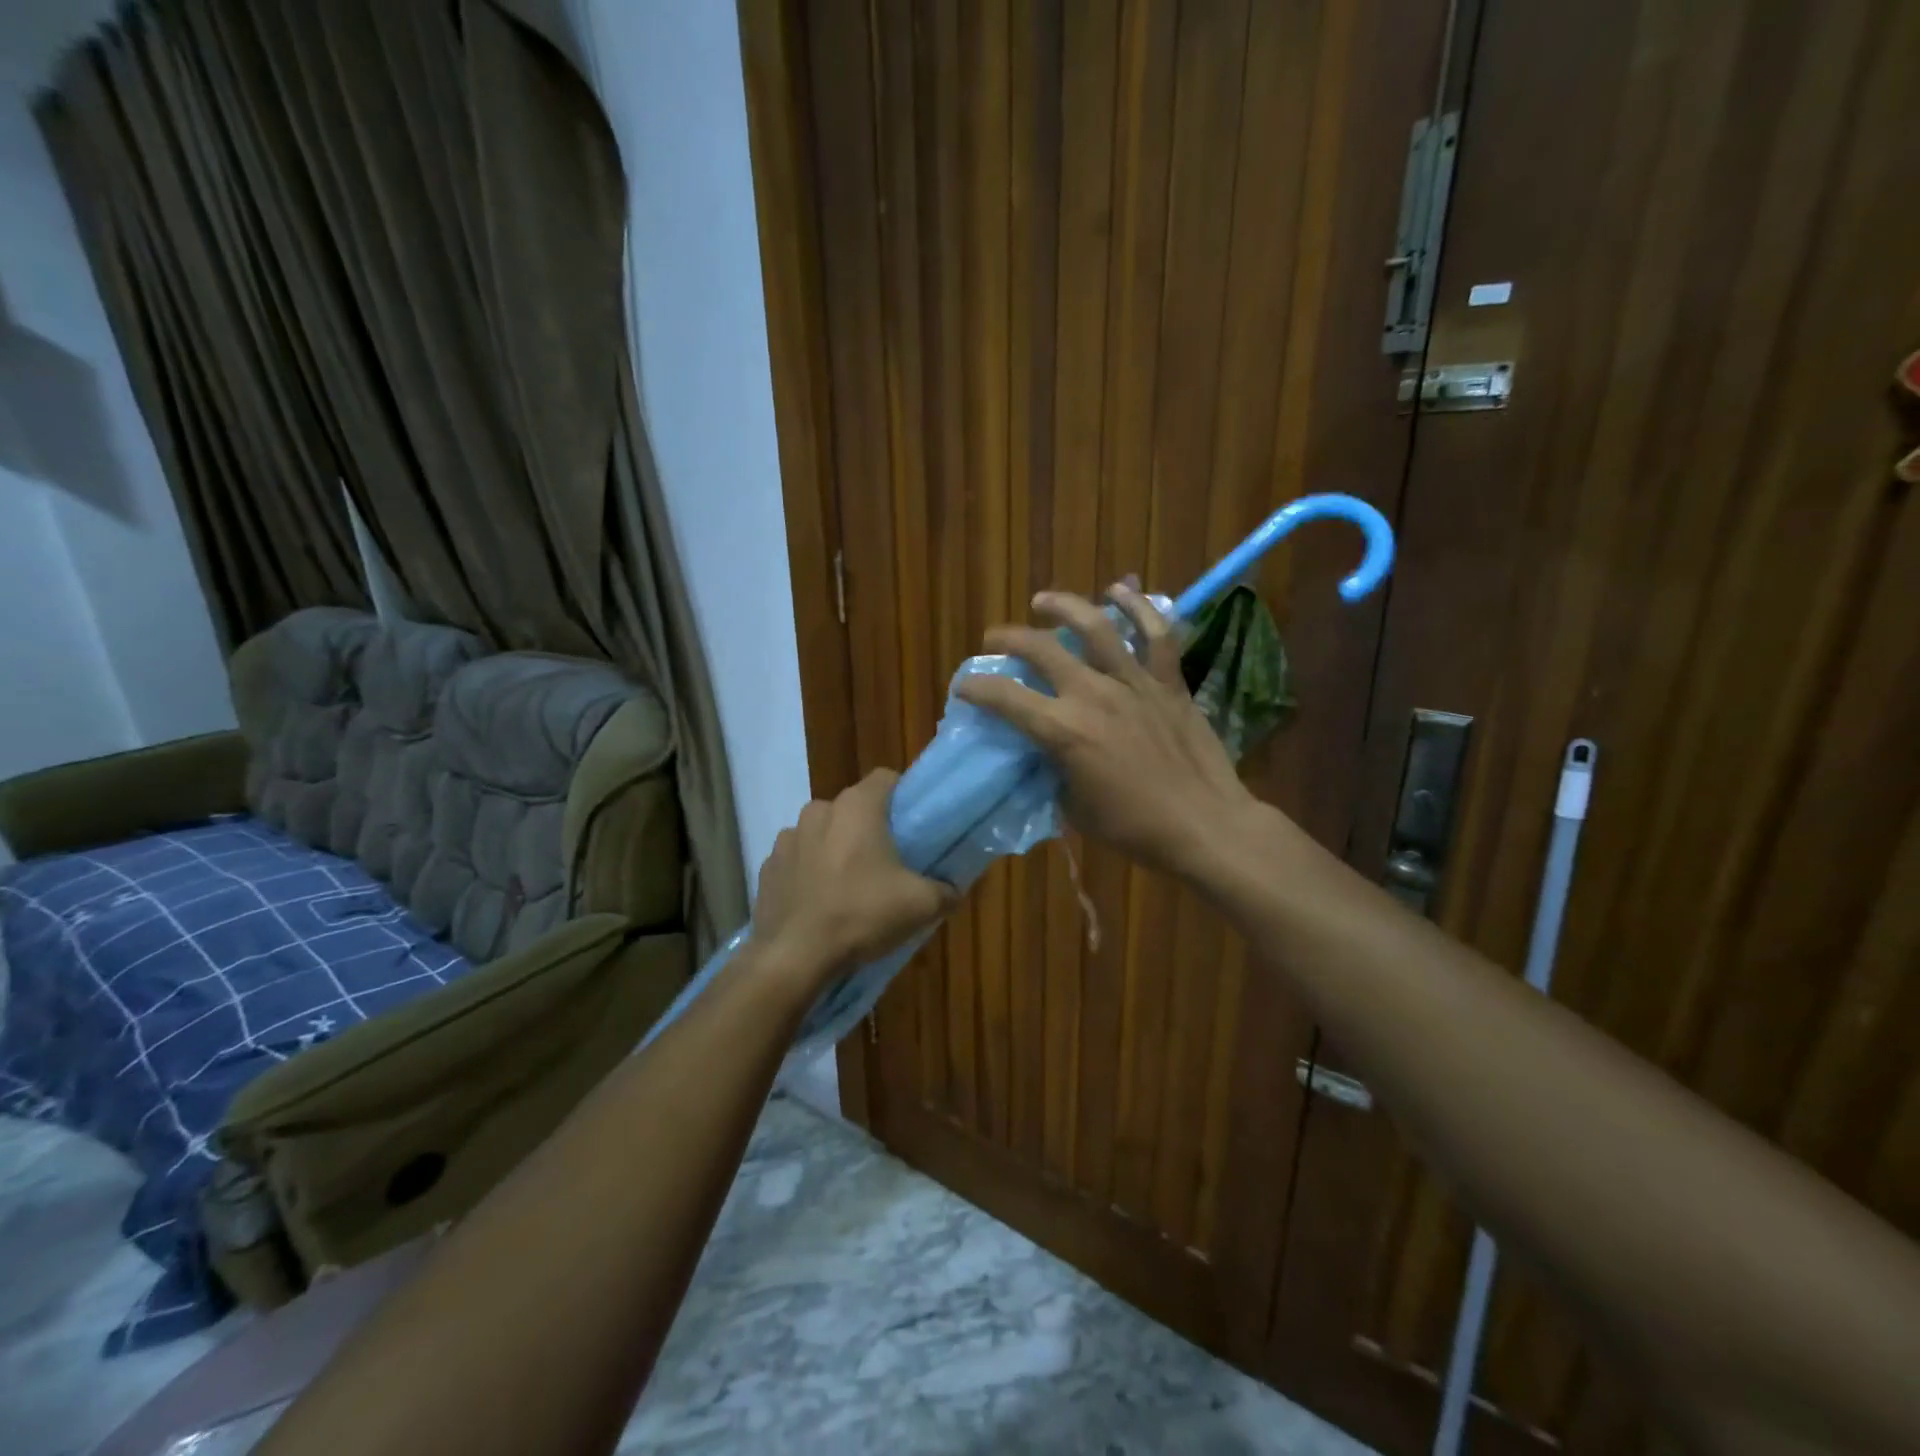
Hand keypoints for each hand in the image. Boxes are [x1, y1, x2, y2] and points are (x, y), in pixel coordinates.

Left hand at [751, 770, 955, 985]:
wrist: (795, 957)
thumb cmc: (861, 915)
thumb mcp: (920, 905)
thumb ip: (945, 890)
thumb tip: (952, 891)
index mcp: (856, 807)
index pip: (885, 778)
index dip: (902, 796)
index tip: (913, 825)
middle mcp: (818, 811)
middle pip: (853, 808)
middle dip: (868, 828)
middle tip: (887, 862)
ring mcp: (787, 839)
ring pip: (822, 833)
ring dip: (835, 849)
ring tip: (850, 886)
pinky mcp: (767, 868)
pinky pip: (797, 860)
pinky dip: (809, 873)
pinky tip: (820, 903)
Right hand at [955, 586, 1258, 879]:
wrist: (1204, 824)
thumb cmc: (1134, 828)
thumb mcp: (1074, 809)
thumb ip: (1055, 772)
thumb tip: (1047, 754)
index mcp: (1064, 731)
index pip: (1006, 699)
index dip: (977, 688)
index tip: (964, 686)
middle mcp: (1093, 695)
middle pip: (1042, 650)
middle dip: (1009, 639)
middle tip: (994, 640)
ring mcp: (1134, 682)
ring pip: (1095, 627)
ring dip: (1063, 607)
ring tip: (1043, 601)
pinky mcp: (1168, 682)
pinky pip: (1155, 635)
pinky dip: (1138, 608)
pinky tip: (1120, 590)